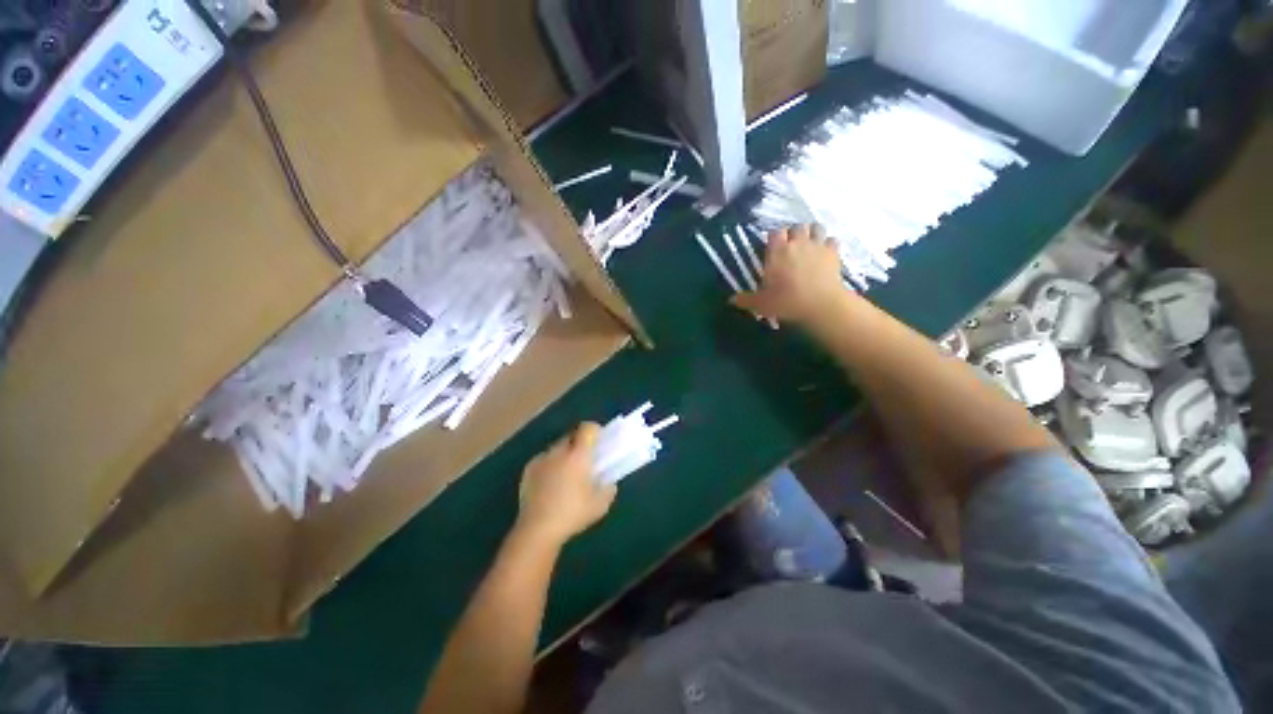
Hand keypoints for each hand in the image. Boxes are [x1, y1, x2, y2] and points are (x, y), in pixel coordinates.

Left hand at [515, 422, 615, 548]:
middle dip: (579, 442)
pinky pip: (543, 459)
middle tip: (585, 458)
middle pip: (571, 435)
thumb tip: (609, 483)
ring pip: (556, 447)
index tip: (599, 439)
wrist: (537, 529)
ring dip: (564, 453)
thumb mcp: (600, 505)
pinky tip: (550, 482)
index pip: (587, 429)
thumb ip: (608, 489)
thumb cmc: (573, 514)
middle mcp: (559, 452)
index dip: (595, 430)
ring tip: (567, 471)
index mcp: (578, 455)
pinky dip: (549, 464)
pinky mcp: (528, 470)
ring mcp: (541, 459)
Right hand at [731, 224, 850, 324]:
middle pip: (796, 227)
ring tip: (809, 244)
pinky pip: (833, 240)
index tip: (772, 247)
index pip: (774, 233)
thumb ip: (745, 300)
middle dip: (794, 233)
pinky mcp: (834, 253)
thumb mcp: (761, 304)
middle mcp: (797, 243)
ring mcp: (817, 245)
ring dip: (812, 233)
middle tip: (791, 246)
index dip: (774, 238)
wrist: (820, 305)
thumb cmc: (786, 302)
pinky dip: (828, 244)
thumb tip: (730, 300)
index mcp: (777, 251)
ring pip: (816, 227)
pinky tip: (825, 253)